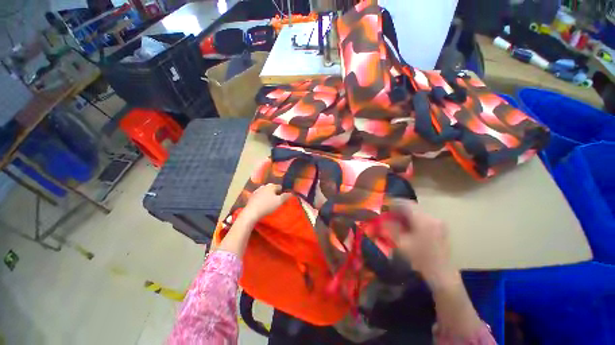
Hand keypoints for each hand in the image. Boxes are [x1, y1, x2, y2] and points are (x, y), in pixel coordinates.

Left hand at [242, 184, 291, 223]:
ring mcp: (257, 190)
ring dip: (268, 195)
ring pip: (265, 191)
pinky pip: (259, 195)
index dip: (282, 192)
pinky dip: (262, 198)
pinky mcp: (252, 196)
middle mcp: (264, 186)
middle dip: (275, 192)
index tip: (283, 198)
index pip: (279, 186)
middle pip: (272, 188)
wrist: (252, 212)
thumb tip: (291, 193)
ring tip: (270, 202)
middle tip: (277, 200)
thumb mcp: (279, 201)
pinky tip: (262, 203)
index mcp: (271, 186)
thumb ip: (286, 196)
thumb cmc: (267, 206)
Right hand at [388, 199, 456, 288]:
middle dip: (399, 208)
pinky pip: (423, 216)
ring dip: (406, 213)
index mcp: (422, 219)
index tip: (384, 205)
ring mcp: (437, 221)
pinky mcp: (440, 226)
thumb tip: (382, 218)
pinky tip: (408, 225)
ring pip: (417, 211)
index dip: (393, 202)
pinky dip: (413, 217)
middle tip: (389, 213)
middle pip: (411, 206)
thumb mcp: (401, 243)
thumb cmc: (420, 258)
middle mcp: (432, 216)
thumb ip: (390, 227)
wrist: (441, 273)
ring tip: (397, 219)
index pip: (405, 203)